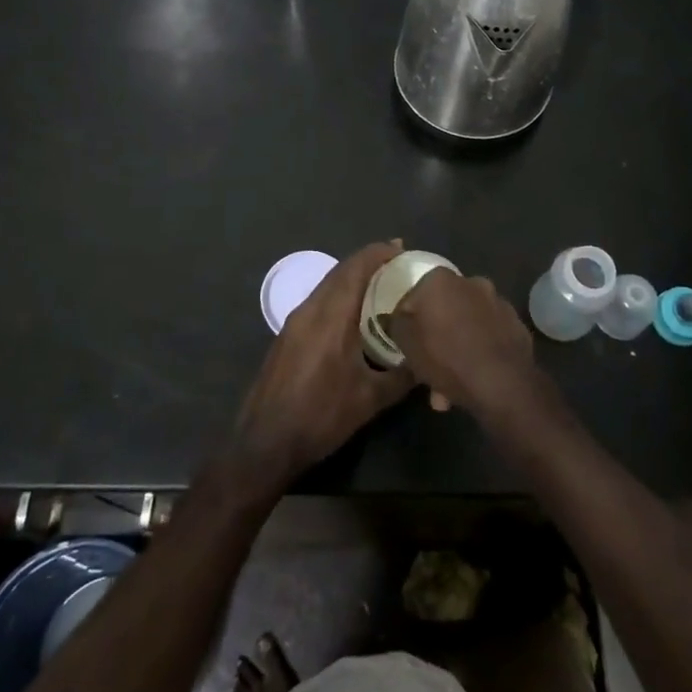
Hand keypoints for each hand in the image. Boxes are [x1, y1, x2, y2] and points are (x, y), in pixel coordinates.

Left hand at [231, 241, 415, 489]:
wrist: (265, 443)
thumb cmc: (321, 417)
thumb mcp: (370, 400)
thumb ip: (402, 376)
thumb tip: (426, 363)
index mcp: (330, 316)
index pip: (355, 269)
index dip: (378, 253)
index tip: (401, 248)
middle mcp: (309, 310)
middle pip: (340, 272)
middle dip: (368, 262)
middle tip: (396, 263)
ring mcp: (293, 323)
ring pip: (326, 287)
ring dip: (351, 279)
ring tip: (379, 285)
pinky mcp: (286, 337)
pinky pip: (317, 303)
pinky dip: (338, 297)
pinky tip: (352, 315)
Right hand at [387, 269, 539, 417]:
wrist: (502, 383)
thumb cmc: (446, 356)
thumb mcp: (406, 343)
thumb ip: (396, 324)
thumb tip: (395, 316)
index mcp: (440, 279)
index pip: (414, 296)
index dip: (407, 321)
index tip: (407, 343)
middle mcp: (471, 282)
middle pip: (443, 310)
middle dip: (435, 337)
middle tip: (427, 367)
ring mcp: (498, 302)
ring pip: (466, 325)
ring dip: (456, 349)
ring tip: (448, 389)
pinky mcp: (516, 324)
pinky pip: (488, 336)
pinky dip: (479, 352)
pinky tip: (473, 380)